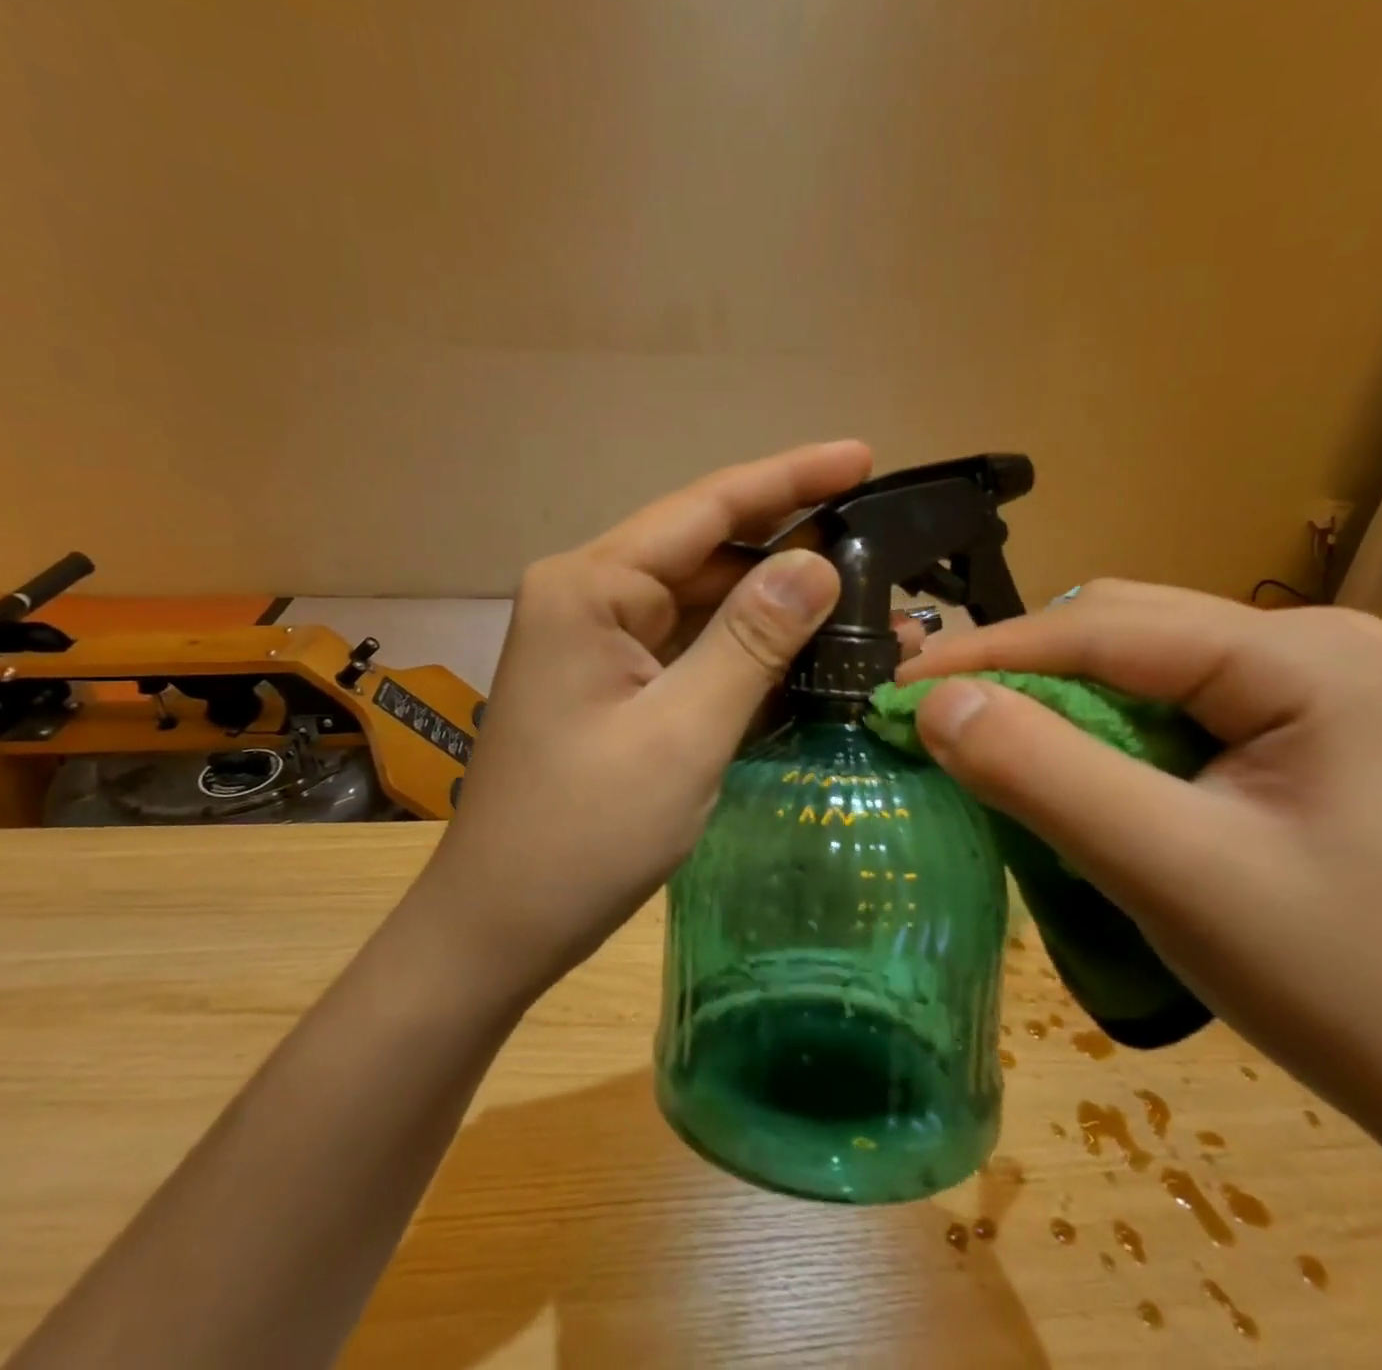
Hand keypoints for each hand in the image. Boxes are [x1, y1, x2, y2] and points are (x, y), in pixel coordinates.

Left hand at [423, 441, 876, 990]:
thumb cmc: (584, 833)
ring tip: (864, 598)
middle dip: (791, 543)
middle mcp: (591, 597)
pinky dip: (748, 649)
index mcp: (590, 587)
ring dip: (777, 603)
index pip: (705, 509)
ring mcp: (600, 642)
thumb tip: (817, 562)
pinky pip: (692, 647)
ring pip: (705, 601)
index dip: (790, 478)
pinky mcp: (614, 684)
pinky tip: (808, 649)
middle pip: (707, 549)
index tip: (862, 456)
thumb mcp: (682, 733)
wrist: (502, 924)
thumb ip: (751, 641)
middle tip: (880, 540)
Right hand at [898, 580, 1381, 1144]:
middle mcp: (1306, 644)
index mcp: (1304, 656)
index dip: (987, 653)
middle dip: (1014, 670)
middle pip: (1117, 631)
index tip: (896, 687)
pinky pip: (1156, 703)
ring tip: (979, 734)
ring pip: (1130, 663)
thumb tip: (933, 703)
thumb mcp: (1170, 872)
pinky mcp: (1285, 729)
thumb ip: (1043, 774)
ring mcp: (1301, 685)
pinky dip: (1088, 727)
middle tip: (931, 714)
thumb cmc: (1340, 982)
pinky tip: (1059, 762)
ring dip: (1047, 697)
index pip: (1104, 628)